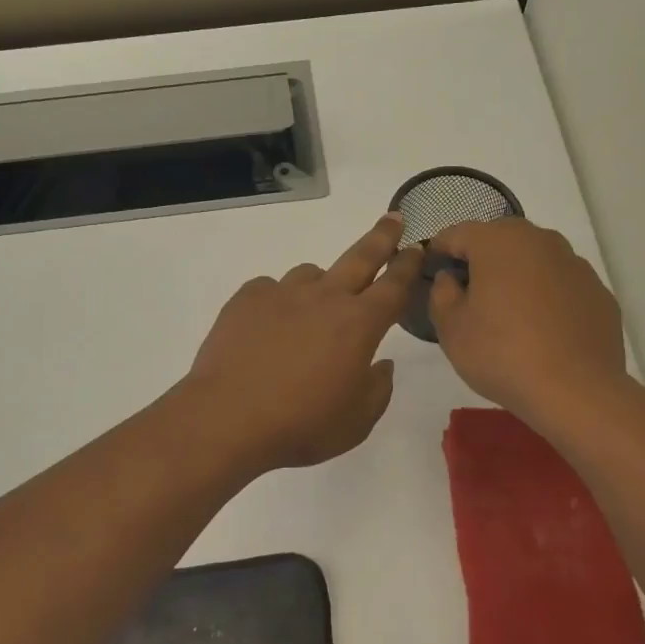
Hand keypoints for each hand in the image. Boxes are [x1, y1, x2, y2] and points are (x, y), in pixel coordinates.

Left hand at [186, 214, 422, 474]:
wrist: (228, 418)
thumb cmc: (302, 425)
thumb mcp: (356, 422)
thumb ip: (378, 389)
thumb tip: (381, 364)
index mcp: (359, 324)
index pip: (394, 286)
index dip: (408, 266)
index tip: (417, 247)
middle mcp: (325, 298)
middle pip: (360, 257)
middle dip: (382, 237)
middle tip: (393, 218)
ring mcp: (283, 293)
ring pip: (311, 273)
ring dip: (321, 284)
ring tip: (312, 310)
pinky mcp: (248, 298)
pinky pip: (271, 288)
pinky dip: (278, 301)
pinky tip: (268, 327)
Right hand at [428, 218, 626, 424]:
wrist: (576, 391)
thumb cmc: (502, 354)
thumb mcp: (451, 328)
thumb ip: (441, 293)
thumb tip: (451, 278)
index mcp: (498, 241)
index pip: (457, 233)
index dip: (440, 252)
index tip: (432, 274)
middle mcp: (540, 240)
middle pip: (500, 240)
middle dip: (481, 260)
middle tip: (469, 295)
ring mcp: (575, 264)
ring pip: (534, 260)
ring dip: (517, 276)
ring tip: (509, 314)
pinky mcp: (598, 292)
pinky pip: (562, 285)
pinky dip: (548, 297)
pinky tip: (543, 330)